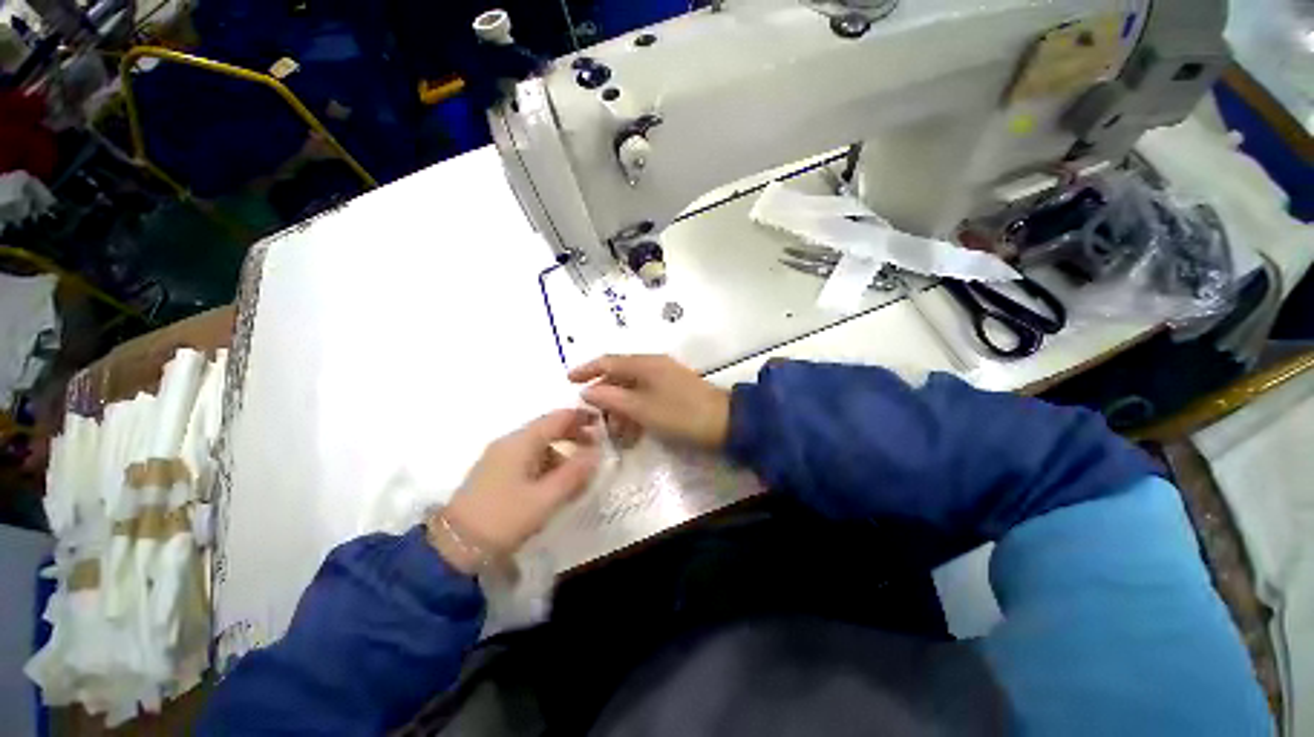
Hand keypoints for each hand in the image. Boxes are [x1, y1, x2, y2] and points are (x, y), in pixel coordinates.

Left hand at [430, 409, 599, 573]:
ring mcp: (500, 458)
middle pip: (548, 429)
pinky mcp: (495, 474)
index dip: (581, 417)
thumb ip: (575, 473)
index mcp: (521, 442)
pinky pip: (529, 460)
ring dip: (562, 453)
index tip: (603, 424)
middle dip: (574, 435)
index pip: (557, 418)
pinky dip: (548, 465)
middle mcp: (509, 443)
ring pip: (539, 446)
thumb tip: (597, 453)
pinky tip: (556, 483)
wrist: (452, 549)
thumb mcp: (545, 498)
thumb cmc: (503, 519)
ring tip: (580, 473)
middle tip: (596, 449)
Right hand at [568, 355, 729, 448]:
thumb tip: (587, 391)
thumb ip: (612, 398)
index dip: (587, 369)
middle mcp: (654, 365)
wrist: (726, 423)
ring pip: (633, 389)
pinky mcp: (674, 390)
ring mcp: (665, 377)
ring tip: (615, 431)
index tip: (568, 381)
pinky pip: (646, 397)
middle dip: (605, 396)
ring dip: (620, 408)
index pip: (608, 361)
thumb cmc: (681, 414)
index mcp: (645, 363)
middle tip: (595, 418)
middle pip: (620, 375)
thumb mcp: (642, 409)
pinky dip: (636, 411)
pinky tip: (633, 431)